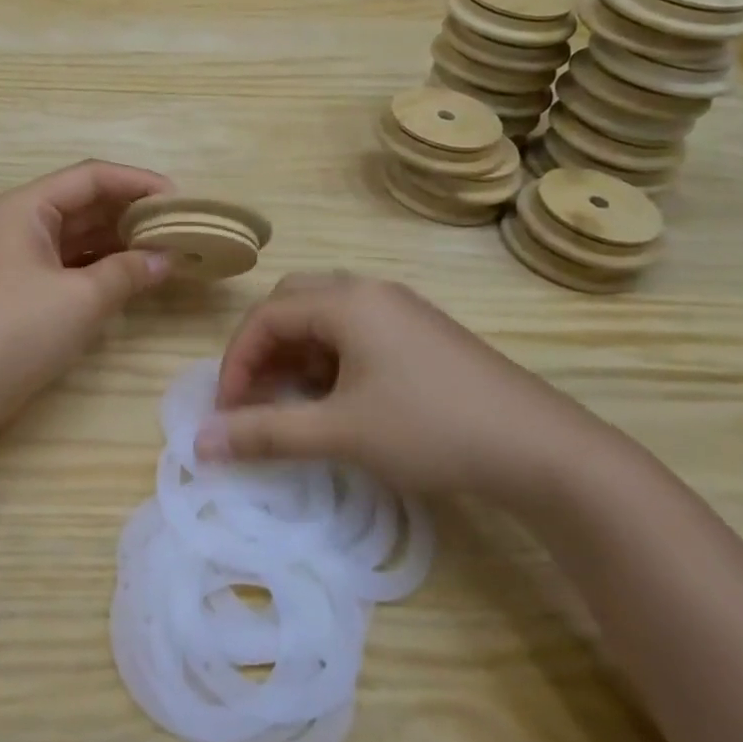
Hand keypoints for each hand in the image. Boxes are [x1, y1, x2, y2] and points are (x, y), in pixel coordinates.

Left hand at [0, 160, 175, 432]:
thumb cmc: (18, 330)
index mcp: (28, 207)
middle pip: (86, 202)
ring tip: (168, 249)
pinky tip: (137, 274)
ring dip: (122, 240)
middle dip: (133, 212)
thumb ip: (129, 271)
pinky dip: (105, 265)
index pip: (91, 177)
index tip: (179, 201)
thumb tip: (168, 258)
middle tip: (180, 227)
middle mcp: (23, 222)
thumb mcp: (82, 299)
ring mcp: (23, 256)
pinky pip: (74, 262)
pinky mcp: (28, 287)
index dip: (138, 183)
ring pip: (82, 234)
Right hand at [199, 272, 610, 505]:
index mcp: (347, 301)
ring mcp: (401, 310)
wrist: (543, 450)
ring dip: (297, 355)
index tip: (228, 411)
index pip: (266, 316)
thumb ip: (266, 433)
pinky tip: (339, 399)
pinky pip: (356, 332)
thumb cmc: (431, 429)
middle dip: (264, 350)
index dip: (236, 362)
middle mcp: (370, 291)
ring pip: (325, 319)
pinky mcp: (422, 333)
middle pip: (292, 305)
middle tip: (256, 397)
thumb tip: (200, 443)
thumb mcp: (341, 433)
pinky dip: (330, 359)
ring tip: (294, 403)